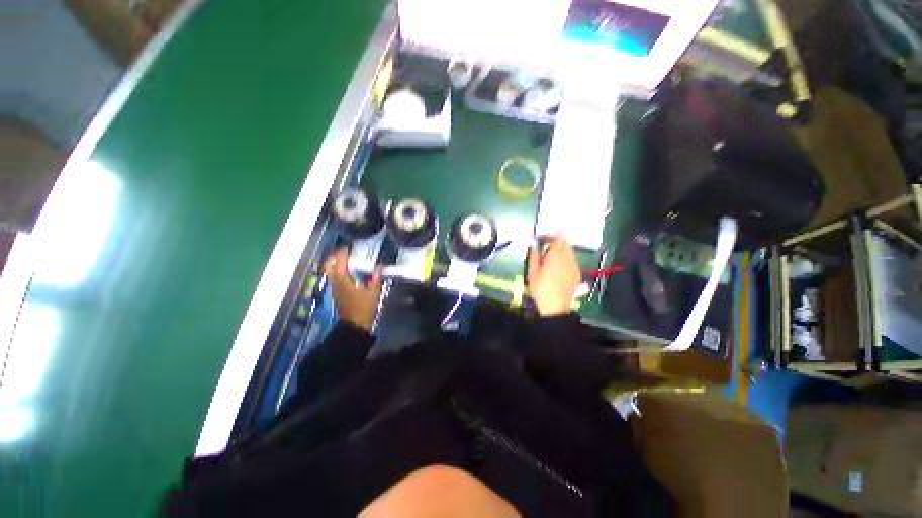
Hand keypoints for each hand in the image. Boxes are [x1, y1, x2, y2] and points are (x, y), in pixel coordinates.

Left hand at [324, 248, 383, 331]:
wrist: (354, 325)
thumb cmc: (363, 308)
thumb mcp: (373, 292)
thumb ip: (375, 278)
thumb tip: (379, 266)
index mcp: (343, 280)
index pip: (340, 261)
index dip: (343, 252)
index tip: (350, 245)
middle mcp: (335, 281)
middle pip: (329, 264)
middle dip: (335, 256)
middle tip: (345, 250)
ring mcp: (333, 287)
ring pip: (329, 270)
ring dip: (335, 262)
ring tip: (346, 258)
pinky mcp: (336, 292)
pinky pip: (333, 276)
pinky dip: (337, 269)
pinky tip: (347, 270)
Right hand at [527, 236, 580, 316]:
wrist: (555, 305)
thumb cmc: (540, 289)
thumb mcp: (532, 273)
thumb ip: (534, 257)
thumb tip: (534, 245)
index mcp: (554, 257)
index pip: (558, 241)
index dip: (557, 234)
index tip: (555, 229)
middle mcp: (566, 259)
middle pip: (567, 245)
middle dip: (562, 240)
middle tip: (555, 241)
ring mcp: (574, 267)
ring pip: (572, 252)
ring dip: (566, 249)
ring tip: (559, 251)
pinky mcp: (577, 274)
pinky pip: (574, 261)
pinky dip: (569, 258)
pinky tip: (564, 263)